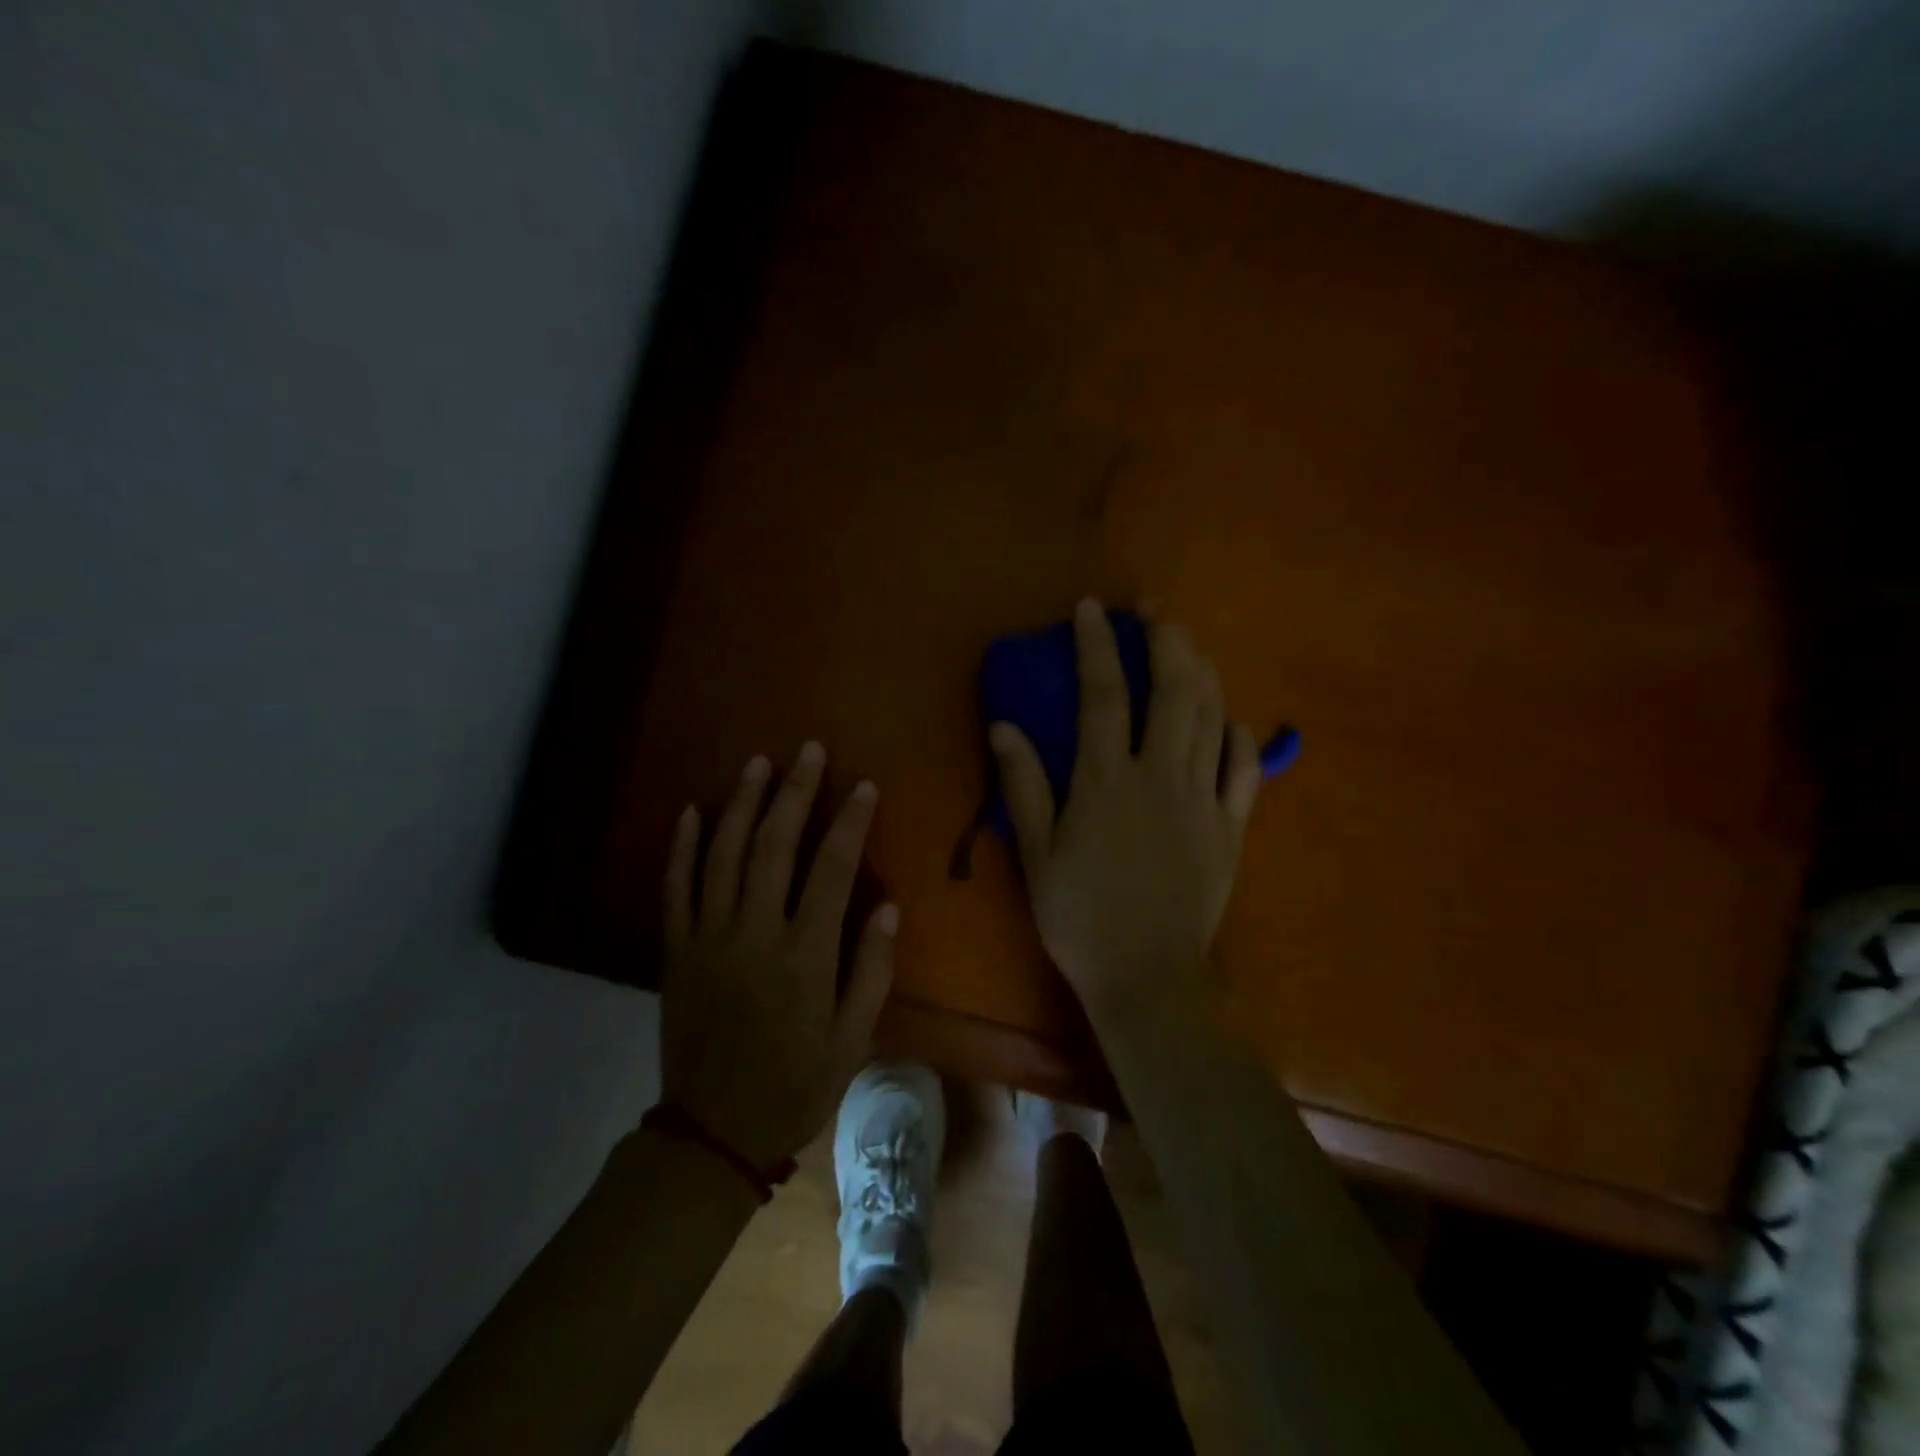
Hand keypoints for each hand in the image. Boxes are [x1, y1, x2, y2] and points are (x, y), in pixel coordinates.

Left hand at [660, 743, 895, 1170]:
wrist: (714, 1131)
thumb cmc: (796, 1084)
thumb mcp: (853, 1040)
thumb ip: (871, 971)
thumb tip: (888, 906)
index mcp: (805, 954)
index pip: (832, 869)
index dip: (849, 821)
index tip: (862, 785)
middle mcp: (755, 933)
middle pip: (774, 845)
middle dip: (794, 792)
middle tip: (808, 751)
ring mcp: (709, 938)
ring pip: (723, 855)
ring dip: (741, 803)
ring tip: (758, 763)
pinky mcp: (676, 950)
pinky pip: (676, 889)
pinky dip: (683, 847)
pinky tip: (692, 810)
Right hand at [989, 600, 1261, 1012]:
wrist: (1146, 978)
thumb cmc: (1079, 917)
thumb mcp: (1037, 854)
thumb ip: (1024, 786)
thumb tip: (1004, 726)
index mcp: (1106, 782)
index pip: (1103, 695)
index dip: (1097, 646)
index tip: (1091, 609)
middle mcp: (1160, 777)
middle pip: (1172, 692)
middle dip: (1166, 641)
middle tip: (1156, 610)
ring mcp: (1203, 800)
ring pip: (1212, 719)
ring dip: (1203, 672)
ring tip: (1190, 644)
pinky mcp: (1232, 828)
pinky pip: (1245, 770)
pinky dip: (1240, 736)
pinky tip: (1231, 720)